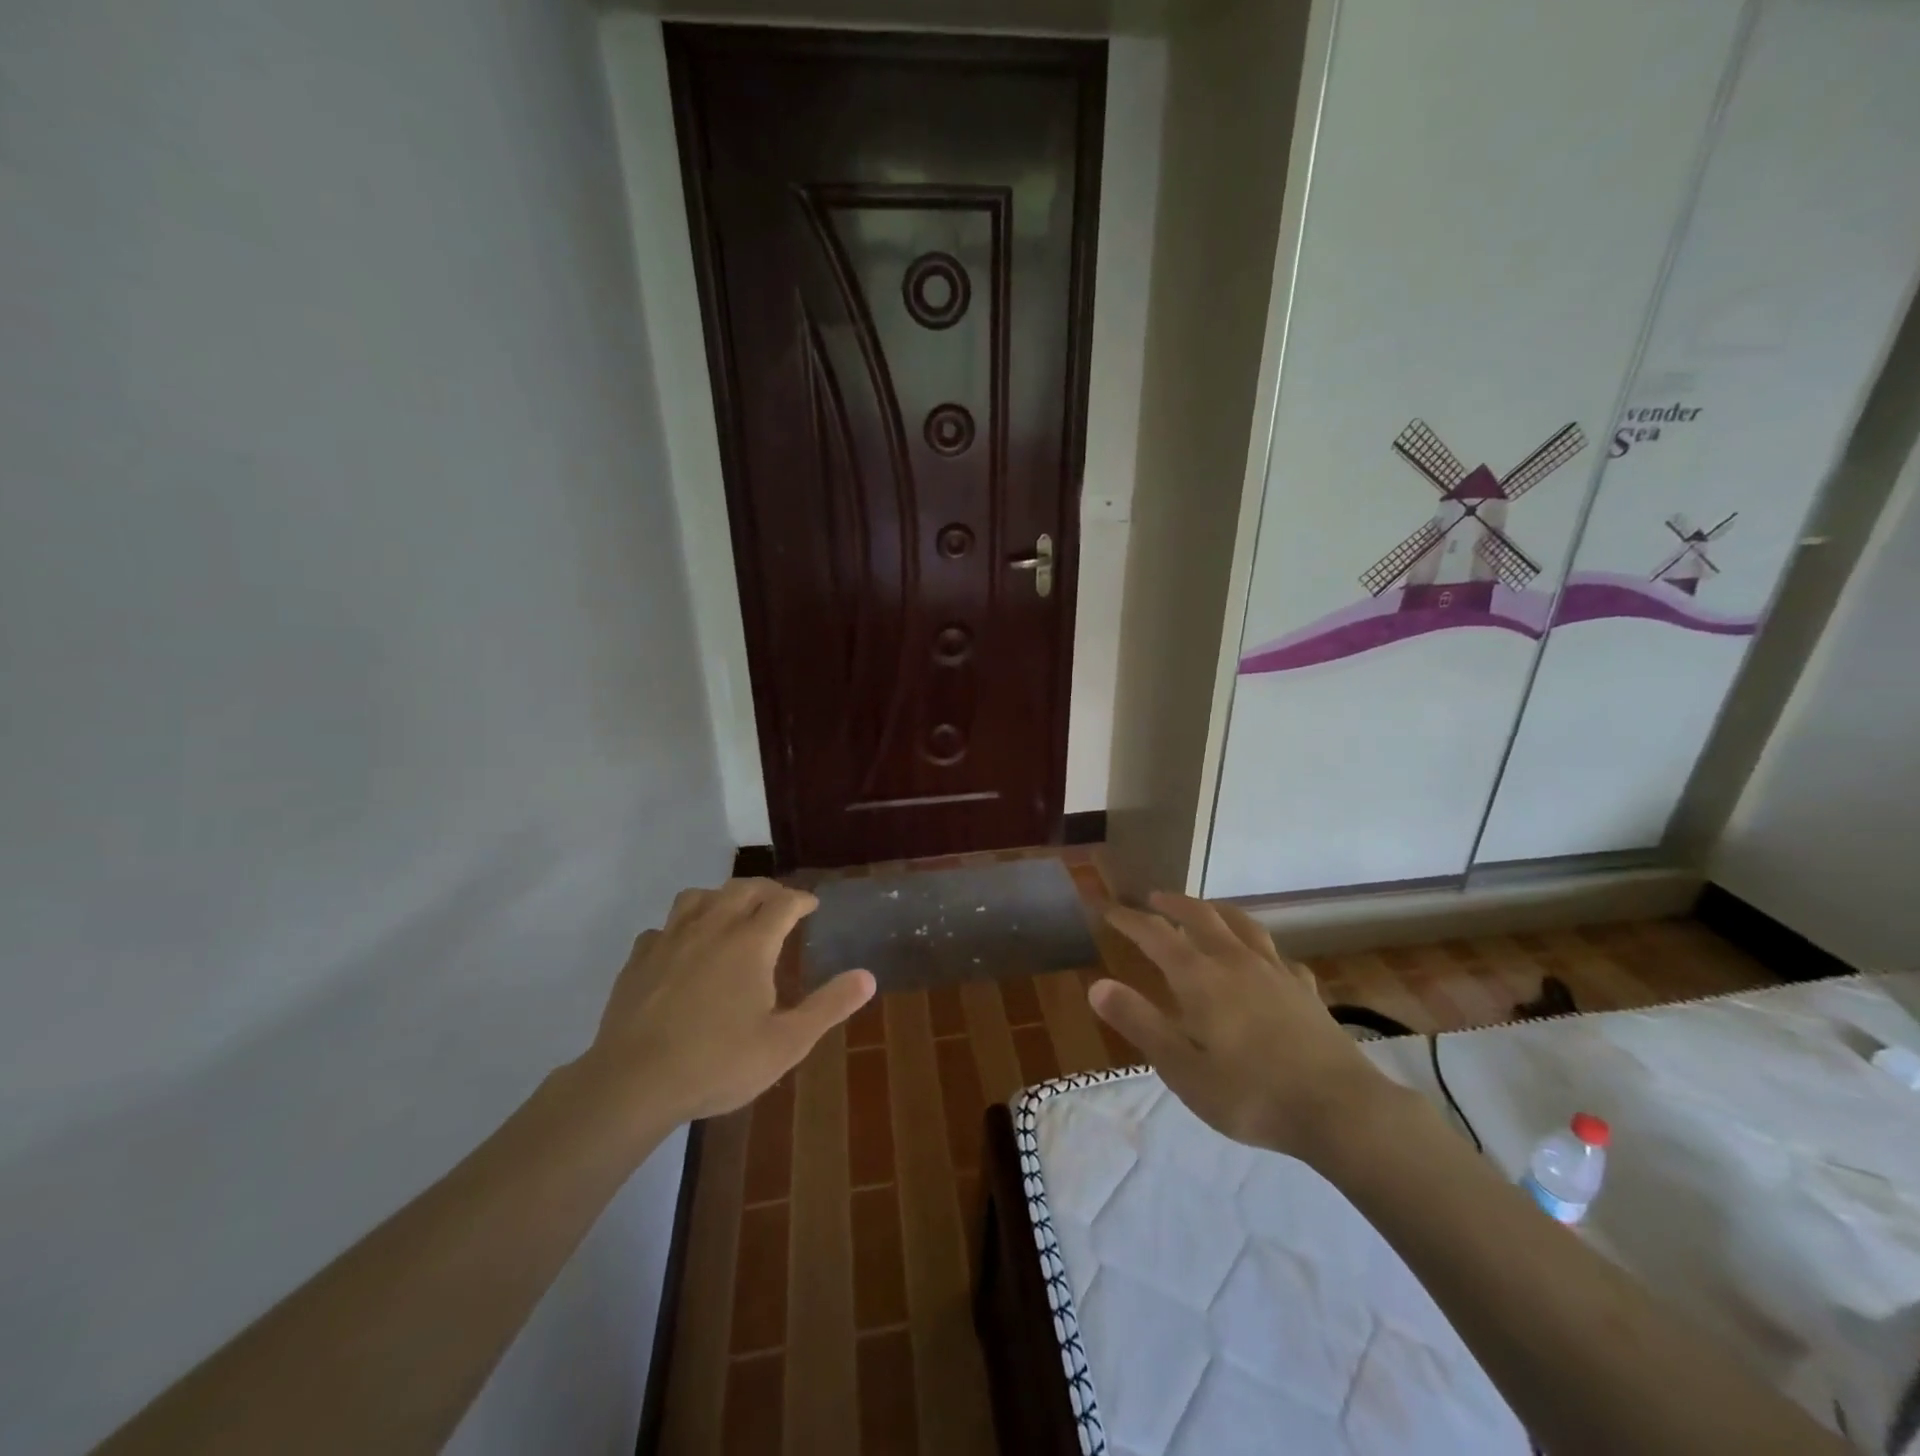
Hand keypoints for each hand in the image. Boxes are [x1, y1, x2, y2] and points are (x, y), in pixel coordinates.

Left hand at [579, 879, 874, 1125]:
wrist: (633, 1084)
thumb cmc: (718, 1063)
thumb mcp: (787, 1043)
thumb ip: (829, 1006)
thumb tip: (868, 976)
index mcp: (750, 942)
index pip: (783, 902)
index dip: (801, 899)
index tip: (812, 905)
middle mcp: (711, 927)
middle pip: (742, 889)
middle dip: (766, 890)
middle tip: (779, 903)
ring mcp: (670, 940)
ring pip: (698, 897)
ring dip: (720, 897)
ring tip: (730, 913)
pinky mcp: (638, 960)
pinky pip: (662, 928)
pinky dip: (679, 928)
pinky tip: (682, 947)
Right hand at [1090, 893, 1392, 1161]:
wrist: (1341, 1110)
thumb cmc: (1251, 1095)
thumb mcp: (1182, 1069)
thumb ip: (1140, 1023)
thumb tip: (1097, 985)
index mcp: (1200, 978)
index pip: (1156, 935)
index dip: (1129, 919)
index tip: (1107, 909)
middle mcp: (1235, 962)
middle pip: (1201, 916)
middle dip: (1173, 904)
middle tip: (1154, 898)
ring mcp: (1275, 972)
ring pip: (1242, 925)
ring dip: (1216, 911)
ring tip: (1205, 910)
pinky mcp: (1305, 990)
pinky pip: (1277, 955)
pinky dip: (1260, 947)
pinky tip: (1263, 961)